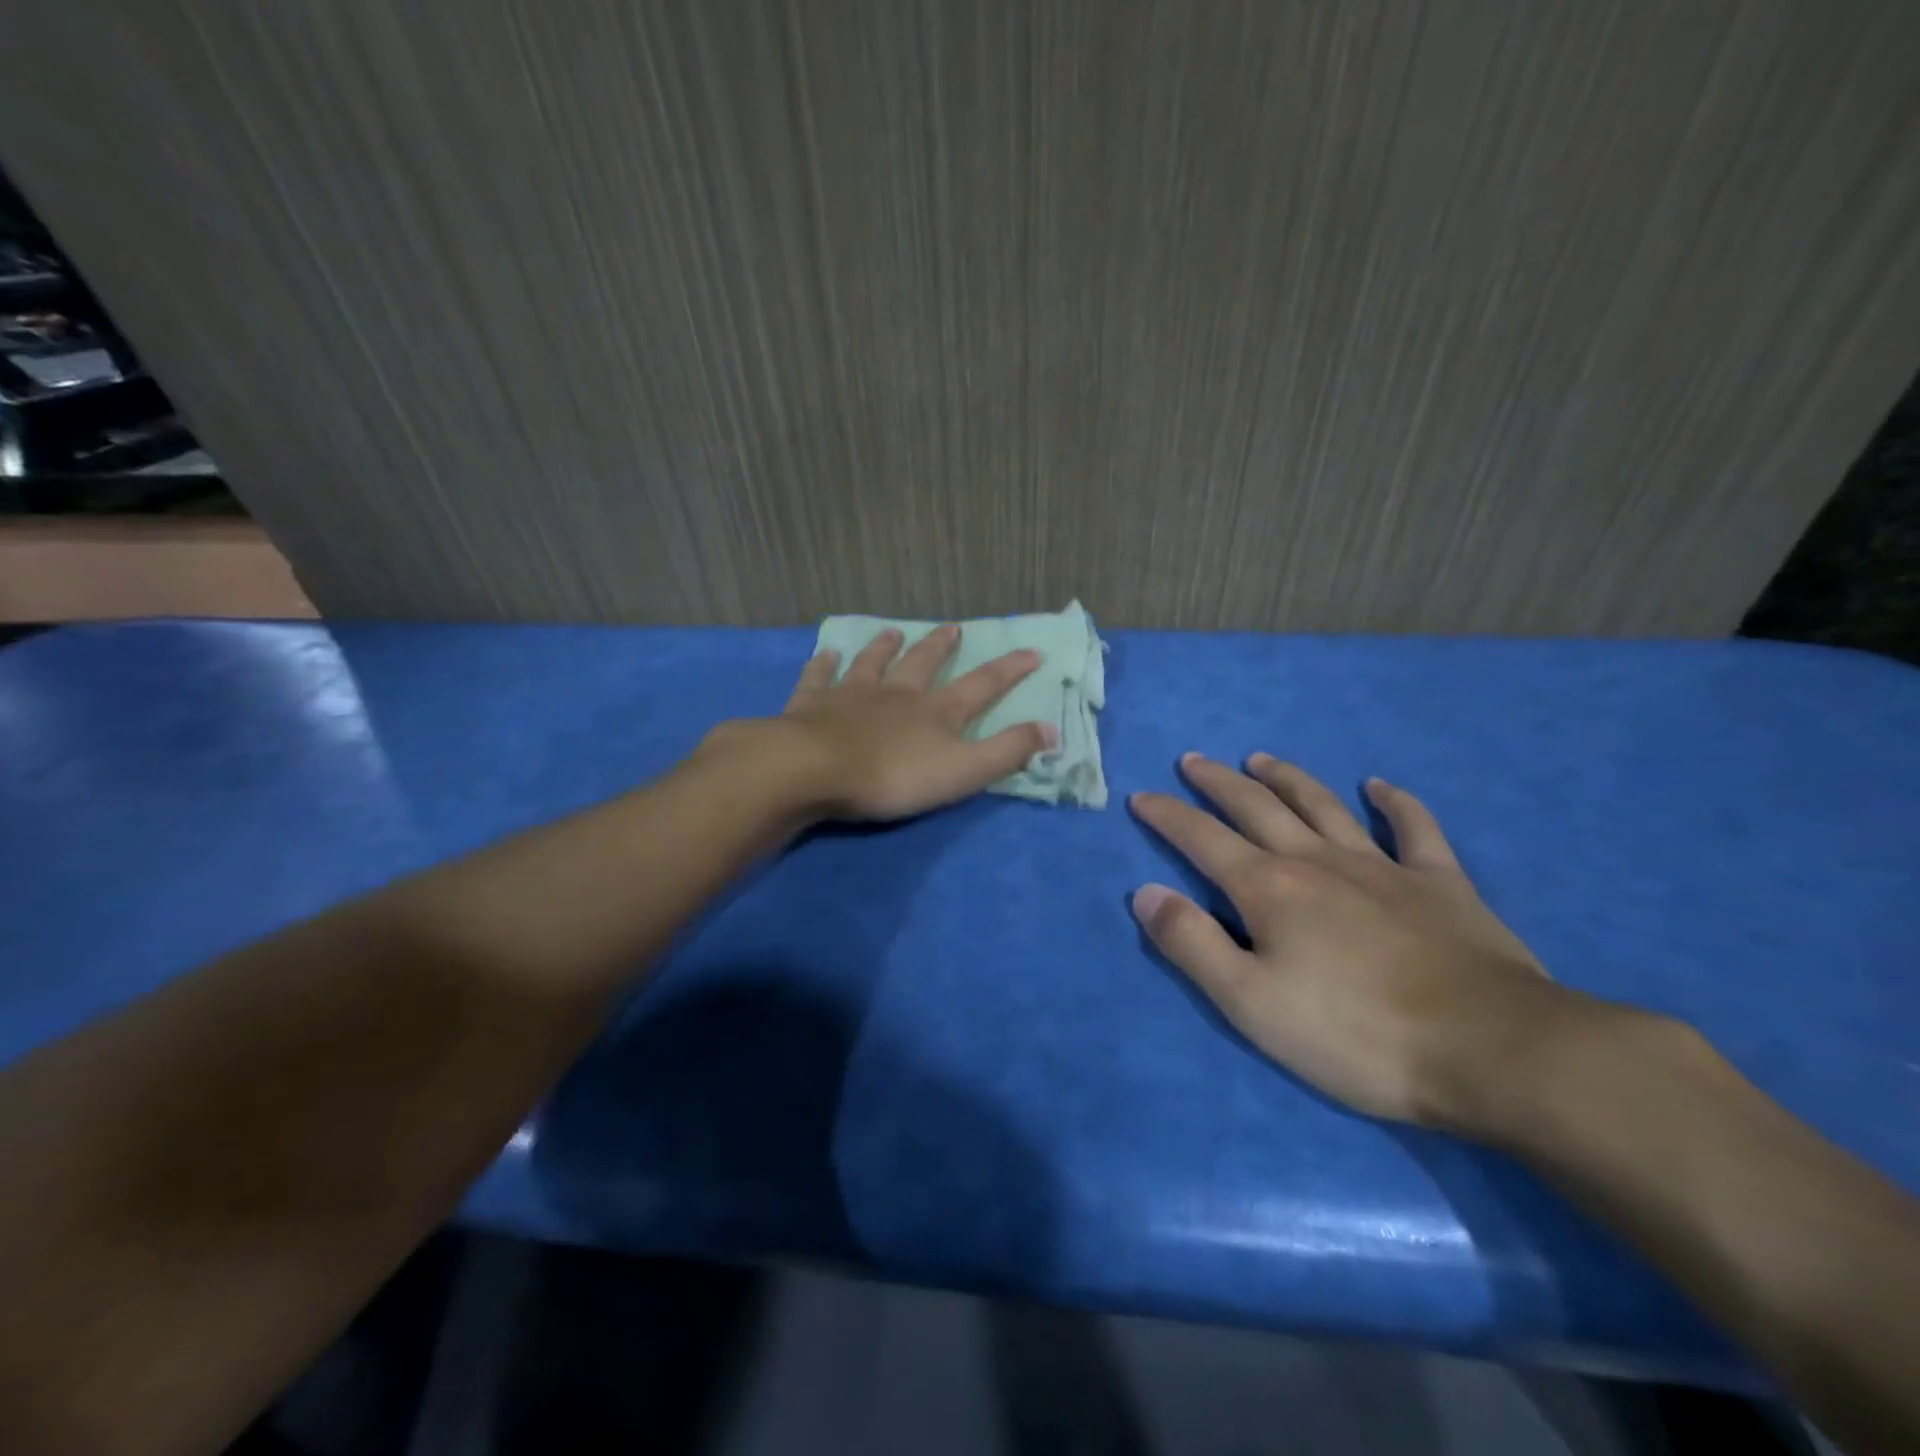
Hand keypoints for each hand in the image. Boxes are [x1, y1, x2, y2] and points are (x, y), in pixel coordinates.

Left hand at [734, 625, 1057, 822]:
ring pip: (872, 663)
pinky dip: (823, 664)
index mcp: (936, 711)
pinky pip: (819, 677)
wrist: (815, 769)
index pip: (982, 685)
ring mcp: (852, 694)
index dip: (1009, 669)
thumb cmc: (893, 776)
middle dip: (941, 646)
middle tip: (952, 627)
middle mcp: (897, 693)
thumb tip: (1051, 730)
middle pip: (923, 663)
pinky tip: (824, 653)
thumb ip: (1007, 752)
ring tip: (893, 632)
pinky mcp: (812, 704)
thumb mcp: (963, 771)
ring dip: (885, 647)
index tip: (1032, 651)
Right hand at [1130, 753, 1588, 1133]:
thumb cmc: (1355, 1034)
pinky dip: (1396, 804)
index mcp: (1269, 889)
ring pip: (1323, 806)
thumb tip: (1145, 893)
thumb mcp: (1250, 1002)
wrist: (1491, 1049)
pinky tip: (1380, 787)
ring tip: (1260, 759)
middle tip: (1193, 760)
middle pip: (1257, 808)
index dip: (1167, 816)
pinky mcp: (1441, 884)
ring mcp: (1382, 867)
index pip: (1202, 839)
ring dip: (1287, 778)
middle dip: (1218, 783)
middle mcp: (1317, 861)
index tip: (1141, 796)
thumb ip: (1191, 944)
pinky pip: (1415, 829)